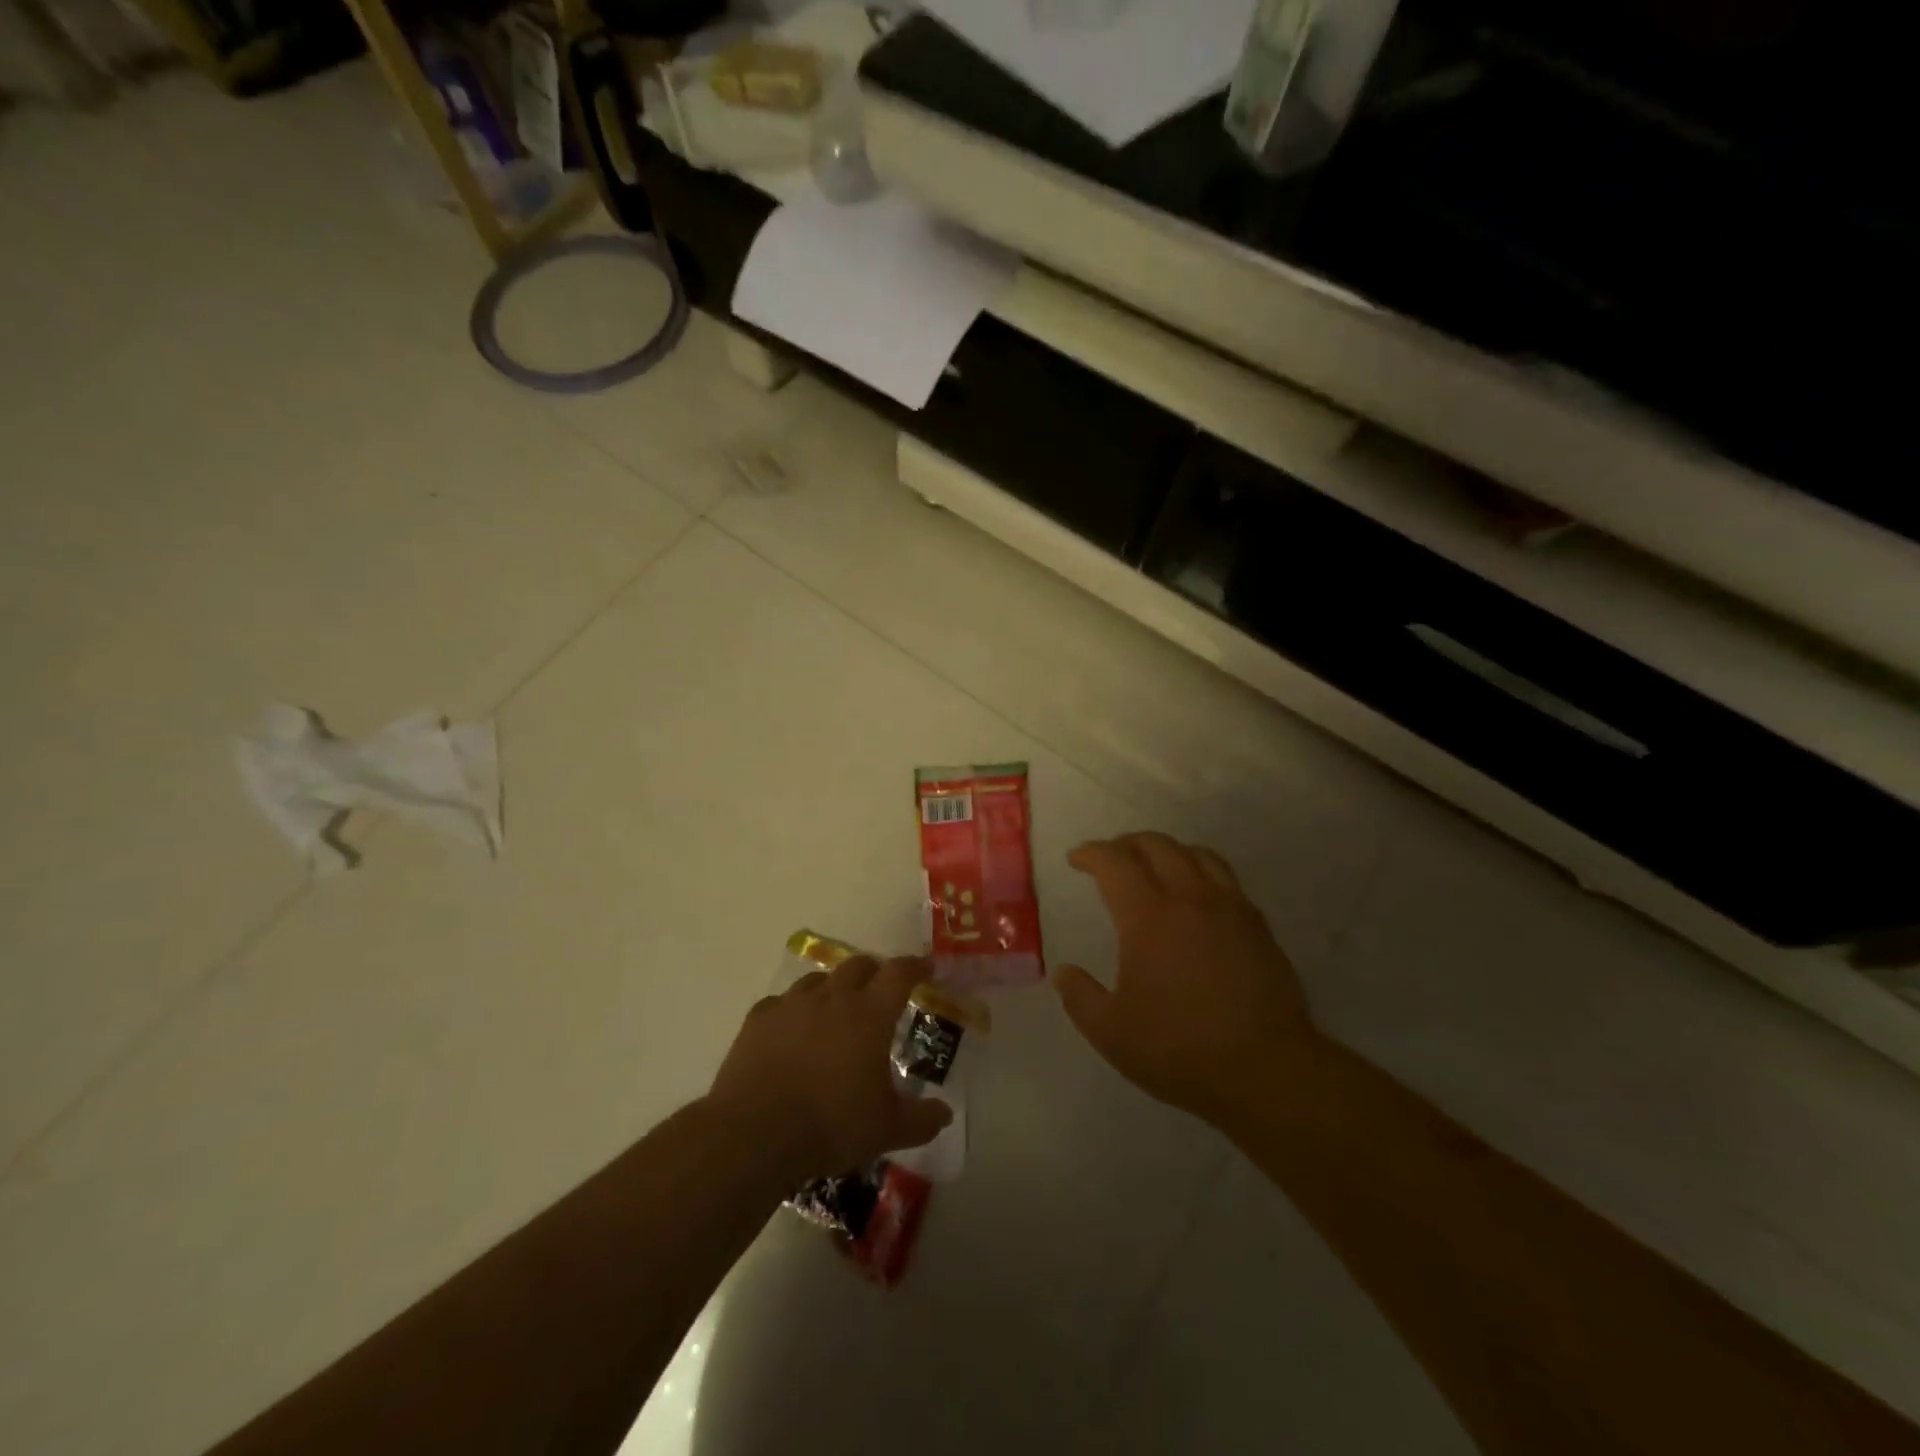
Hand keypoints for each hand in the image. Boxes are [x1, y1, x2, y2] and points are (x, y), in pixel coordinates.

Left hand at [707, 954, 951, 1186]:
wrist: (755, 1133)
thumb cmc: (832, 1124)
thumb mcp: (887, 1129)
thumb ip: (921, 1119)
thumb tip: (945, 1114)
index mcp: (871, 1013)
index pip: (900, 973)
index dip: (916, 967)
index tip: (926, 968)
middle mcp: (833, 997)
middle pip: (858, 965)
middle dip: (875, 971)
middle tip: (881, 989)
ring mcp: (792, 1004)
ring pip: (818, 979)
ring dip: (833, 987)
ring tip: (835, 1008)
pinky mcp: (758, 1019)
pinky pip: (781, 1002)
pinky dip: (793, 1010)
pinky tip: (791, 1029)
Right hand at [1053, 833, 1315, 1126]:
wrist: (1266, 1070)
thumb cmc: (1180, 1049)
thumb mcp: (1111, 1032)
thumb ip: (1080, 997)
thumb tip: (1063, 973)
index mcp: (1148, 916)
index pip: (1114, 862)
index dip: (1091, 853)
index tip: (1076, 859)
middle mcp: (1189, 898)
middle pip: (1156, 845)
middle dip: (1126, 844)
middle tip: (1110, 859)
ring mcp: (1229, 908)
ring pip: (1195, 854)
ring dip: (1166, 850)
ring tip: (1153, 867)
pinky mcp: (1257, 925)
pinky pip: (1224, 877)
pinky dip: (1200, 871)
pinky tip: (1196, 896)